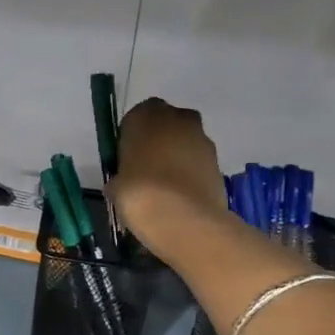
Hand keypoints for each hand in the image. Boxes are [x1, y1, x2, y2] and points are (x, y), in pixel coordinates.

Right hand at [110, 98, 231, 260]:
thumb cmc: (140, 193)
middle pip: (166, 125)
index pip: (136, 118)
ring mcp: (202, 138)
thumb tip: (119, 184)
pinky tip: (182, 197)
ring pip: (186, 142)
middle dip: (159, 143)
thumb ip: (119, 178)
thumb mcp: (116, 187)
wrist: (184, 218)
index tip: (128, 160)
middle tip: (147, 171)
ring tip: (166, 189)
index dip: (132, 139)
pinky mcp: (219, 161)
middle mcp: (177, 118)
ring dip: (178, 158)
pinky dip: (192, 174)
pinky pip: (199, 162)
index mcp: (145, 115)